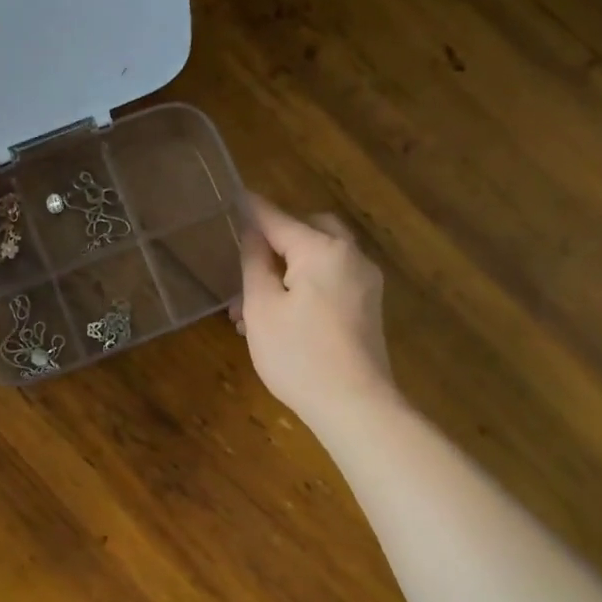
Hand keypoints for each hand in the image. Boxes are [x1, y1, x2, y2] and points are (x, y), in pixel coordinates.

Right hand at [234, 194, 395, 427]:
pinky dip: (306, 286)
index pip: (278, 220)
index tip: (234, 196)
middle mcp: (351, 257)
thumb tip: (253, 234)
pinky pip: (332, 282)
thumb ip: (255, 264)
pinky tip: (281, 316)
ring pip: (321, 260)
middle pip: (311, 231)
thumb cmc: (299, 354)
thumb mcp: (262, 308)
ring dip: (288, 270)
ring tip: (251, 304)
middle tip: (248, 256)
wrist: (355, 405)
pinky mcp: (367, 309)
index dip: (252, 210)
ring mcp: (365, 284)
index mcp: (323, 250)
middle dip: (278, 239)